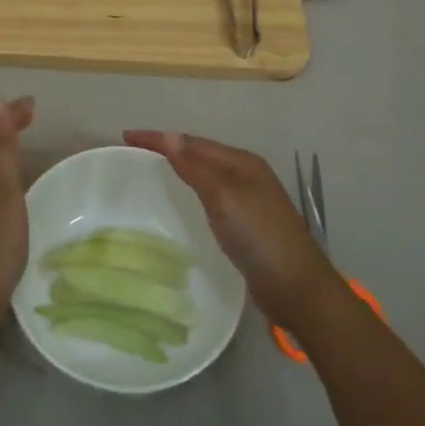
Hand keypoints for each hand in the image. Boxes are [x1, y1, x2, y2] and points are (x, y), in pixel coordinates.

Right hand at [123, 131, 340, 330]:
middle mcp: (247, 175)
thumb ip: (196, 168)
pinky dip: (192, 190)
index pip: (193, 142)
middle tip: (135, 152)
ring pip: (207, 174)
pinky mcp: (247, 224)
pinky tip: (182, 203)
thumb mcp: (224, 198)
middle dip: (169, 148)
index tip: (126, 136)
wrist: (298, 289)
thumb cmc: (260, 238)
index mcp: (242, 163)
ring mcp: (250, 200)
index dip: (160, 138)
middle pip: (201, 153)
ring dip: (181, 168)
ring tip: (152, 171)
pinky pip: (212, 196)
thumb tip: (170, 137)